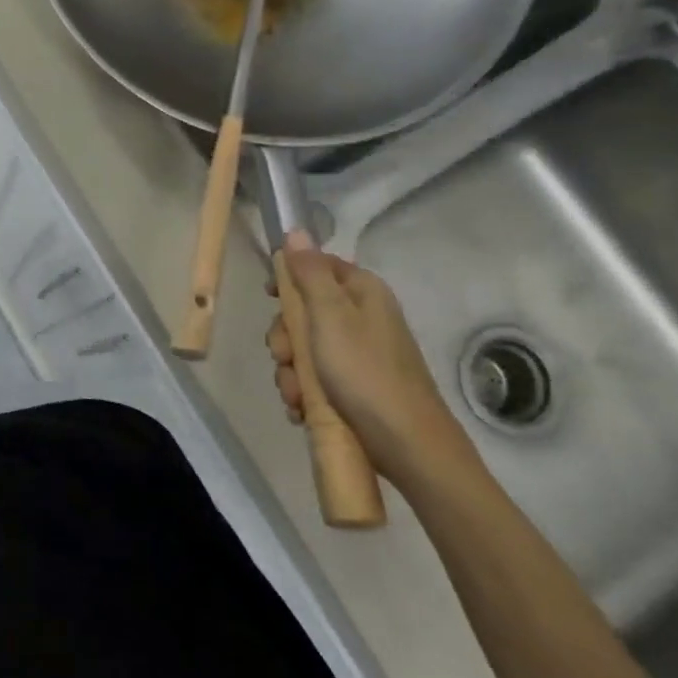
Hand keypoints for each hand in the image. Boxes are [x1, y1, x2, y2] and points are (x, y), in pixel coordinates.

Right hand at [267, 232, 476, 490]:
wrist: (408, 445)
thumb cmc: (365, 372)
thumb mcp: (330, 316)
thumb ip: (309, 273)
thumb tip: (296, 231)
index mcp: (362, 293)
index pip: (317, 266)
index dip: (289, 279)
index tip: (269, 298)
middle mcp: (362, 318)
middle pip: (304, 312)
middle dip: (285, 339)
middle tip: (285, 357)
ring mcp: (359, 355)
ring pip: (305, 350)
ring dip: (291, 372)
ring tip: (297, 396)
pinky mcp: (355, 387)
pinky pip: (315, 379)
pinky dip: (304, 393)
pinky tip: (303, 409)